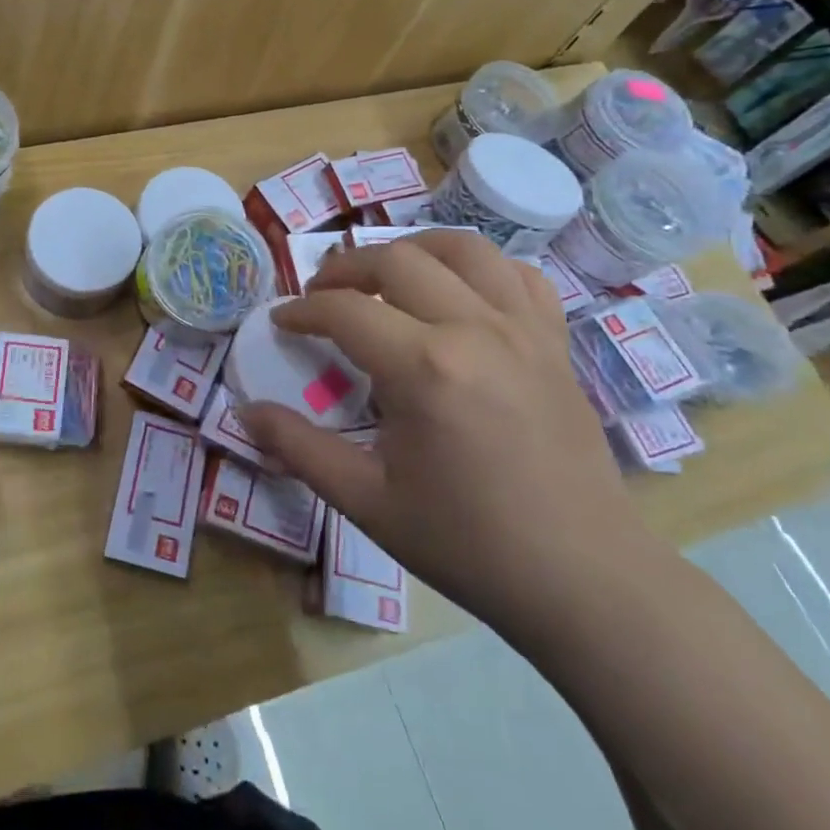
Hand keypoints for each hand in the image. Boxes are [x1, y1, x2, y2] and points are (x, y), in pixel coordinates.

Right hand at [238, 233, 660, 637]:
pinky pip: (518, 275)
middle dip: (343, 268)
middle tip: (320, 296)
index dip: (302, 310)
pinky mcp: (555, 342)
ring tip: (385, 276)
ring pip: (460, 248)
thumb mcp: (367, 501)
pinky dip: (479, 268)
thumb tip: (244, 412)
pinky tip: (458, 293)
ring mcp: (523, 329)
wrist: (584, 581)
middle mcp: (474, 329)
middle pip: (395, 259)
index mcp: (424, 368)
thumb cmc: (468, 544)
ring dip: (411, 250)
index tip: (282, 322)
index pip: (343, 309)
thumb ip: (299, 448)